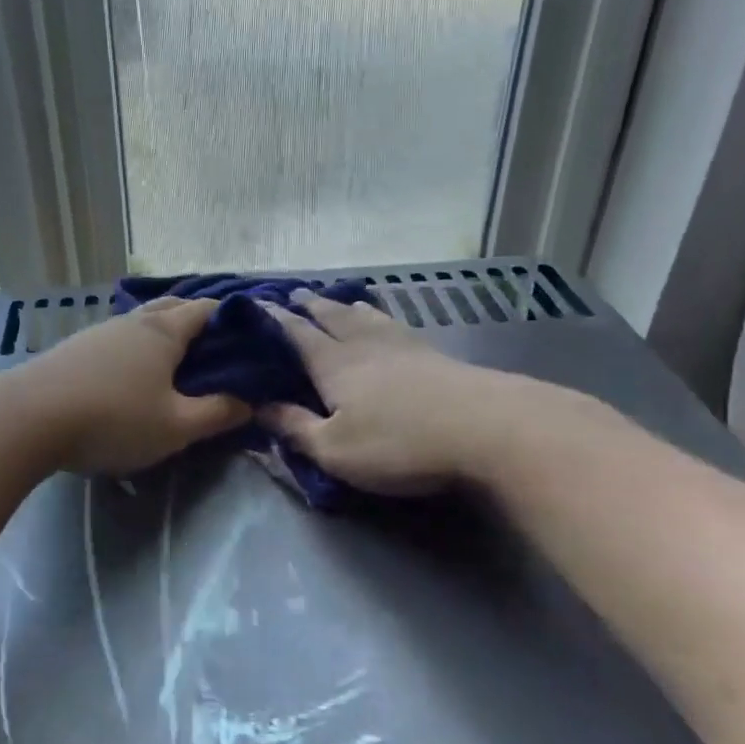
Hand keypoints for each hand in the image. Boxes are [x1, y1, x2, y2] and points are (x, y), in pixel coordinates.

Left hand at [4, 297, 249, 475]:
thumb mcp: (176, 427)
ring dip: (163, 338)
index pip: (207, 309)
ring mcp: (99, 332)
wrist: (28, 418)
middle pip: (173, 309)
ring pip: (142, 325)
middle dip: (197, 324)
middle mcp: (132, 321)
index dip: (233, 320)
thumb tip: (250, 403)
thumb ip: (217, 414)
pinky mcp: (74, 349)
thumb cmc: (113, 419)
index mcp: (164, 331)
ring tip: (176, 368)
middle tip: (215, 355)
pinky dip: (135, 351)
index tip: (249, 343)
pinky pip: (117, 341)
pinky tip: (130, 378)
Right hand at [260, 292, 581, 494]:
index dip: (274, 319)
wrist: (488, 430)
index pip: (296, 334)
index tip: (256, 304)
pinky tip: (385, 322)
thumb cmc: (399, 443)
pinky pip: (394, 325)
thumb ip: (295, 427)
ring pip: (365, 316)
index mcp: (333, 363)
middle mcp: (364, 345)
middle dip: (309, 305)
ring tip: (335, 300)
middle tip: (294, 294)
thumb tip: (260, 407)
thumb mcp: (334, 449)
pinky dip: (378, 316)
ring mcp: (403, 346)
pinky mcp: (434, 355)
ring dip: (344, 306)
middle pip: (331, 316)